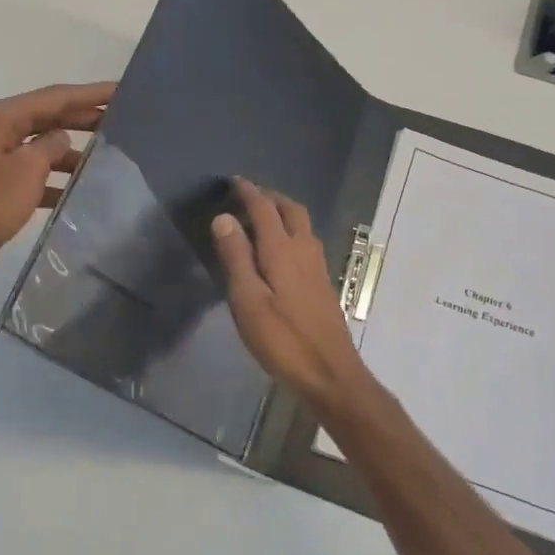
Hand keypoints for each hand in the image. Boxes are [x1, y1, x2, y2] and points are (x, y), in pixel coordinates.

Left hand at [0, 81, 114, 292]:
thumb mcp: (28, 169)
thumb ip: (51, 146)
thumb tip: (61, 139)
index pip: (52, 97)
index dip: (89, 94)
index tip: (120, 90)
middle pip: (45, 117)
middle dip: (82, 119)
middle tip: (121, 120)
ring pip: (38, 146)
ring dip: (69, 151)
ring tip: (106, 157)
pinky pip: (29, 171)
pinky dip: (51, 177)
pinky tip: (77, 190)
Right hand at [211, 178, 376, 412]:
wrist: (330, 373)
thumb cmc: (282, 340)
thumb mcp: (248, 300)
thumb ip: (236, 257)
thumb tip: (224, 217)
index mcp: (282, 251)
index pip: (265, 209)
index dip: (249, 192)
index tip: (233, 181)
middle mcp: (304, 251)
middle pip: (291, 210)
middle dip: (270, 197)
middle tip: (248, 195)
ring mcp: (318, 267)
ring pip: (302, 225)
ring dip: (282, 213)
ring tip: (261, 217)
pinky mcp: (323, 284)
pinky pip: (306, 242)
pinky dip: (290, 232)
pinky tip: (280, 250)